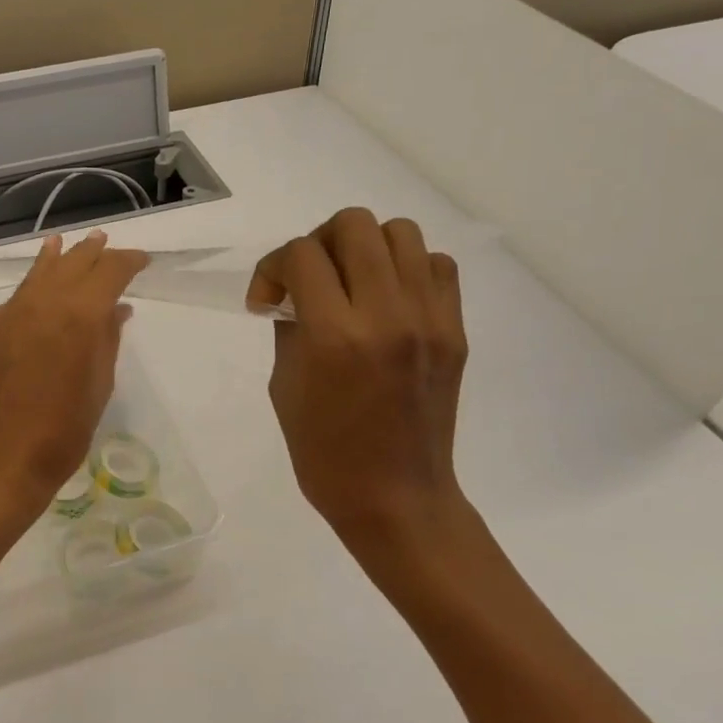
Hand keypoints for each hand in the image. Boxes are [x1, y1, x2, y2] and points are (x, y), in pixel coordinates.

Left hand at [0, 231, 147, 528]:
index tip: (143, 262)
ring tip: (75, 242)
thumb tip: (117, 309)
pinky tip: (43, 274)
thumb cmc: (61, 434)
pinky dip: (37, 277)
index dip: (128, 262)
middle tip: (110, 244)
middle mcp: (43, 303)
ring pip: (42, 271)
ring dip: (62, 257)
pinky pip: (22, 292)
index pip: (108, 272)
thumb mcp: (98, 387)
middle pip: (73, 264)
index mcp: (77, 316)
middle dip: (95, 253)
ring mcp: (12, 314)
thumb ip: (107, 340)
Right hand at [247, 208, 477, 585]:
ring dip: (366, 248)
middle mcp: (386, 315)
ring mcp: (429, 320)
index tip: (268, 300)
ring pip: (400, 232)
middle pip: (354, 225)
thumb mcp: (284, 383)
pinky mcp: (455, 330)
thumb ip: (290, 323)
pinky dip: (408, 269)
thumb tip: (294, 290)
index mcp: (334, 335)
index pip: (301, 255)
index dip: (273, 267)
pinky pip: (436, 265)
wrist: (395, 498)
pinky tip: (389, 300)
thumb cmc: (324, 451)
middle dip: (319, 243)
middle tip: (310, 280)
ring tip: (353, 284)